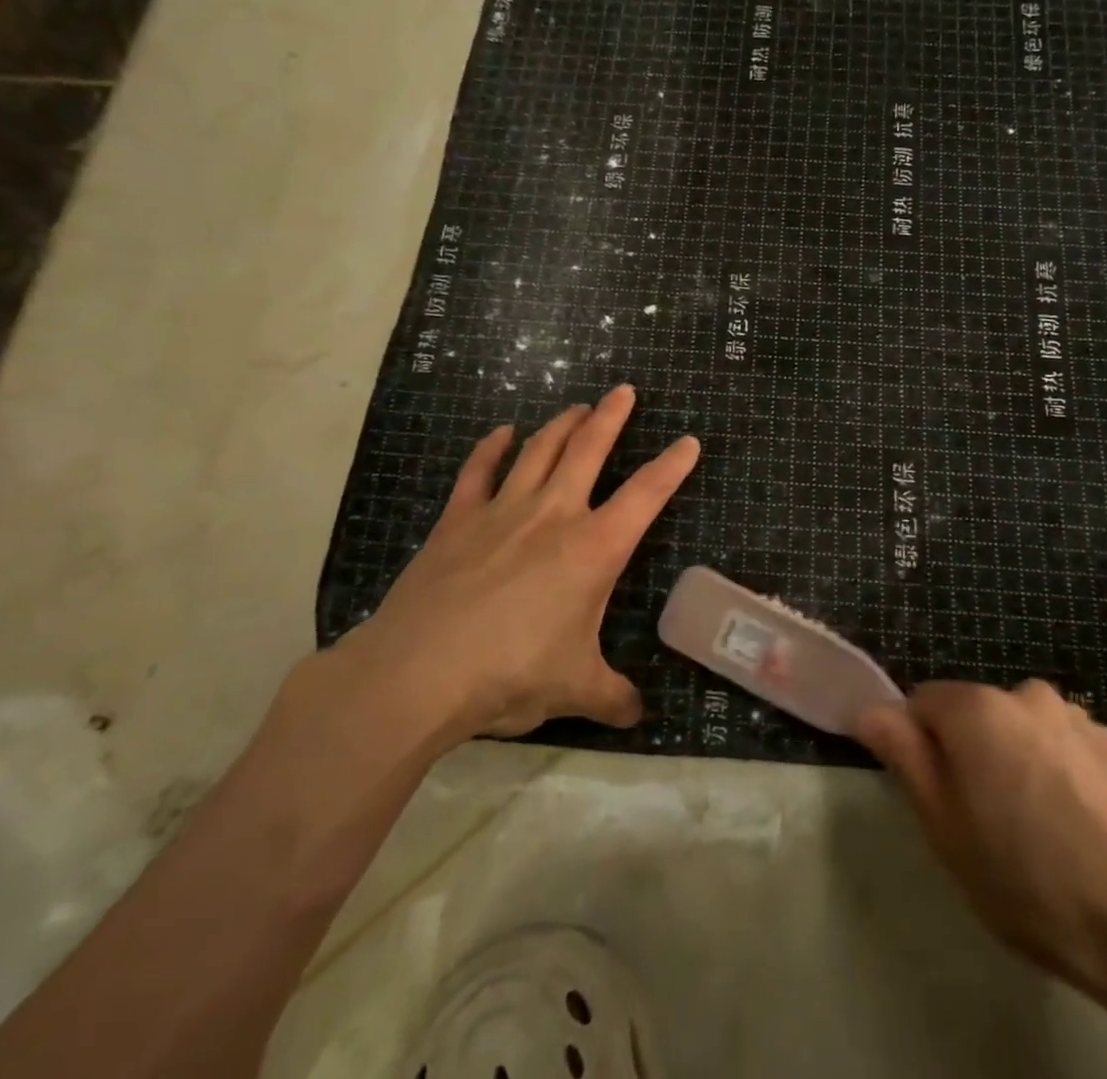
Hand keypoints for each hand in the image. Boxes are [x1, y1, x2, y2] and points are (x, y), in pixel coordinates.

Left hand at [337, 384, 698, 746]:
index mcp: (594, 549)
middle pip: (589, 449)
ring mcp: (502, 512)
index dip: (672, 466)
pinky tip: (503, 433)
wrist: (417, 674)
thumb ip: (613, 697)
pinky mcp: (457, 521)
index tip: (689, 441)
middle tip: (623, 391)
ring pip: (539, 451)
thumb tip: (639, 715)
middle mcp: (554, 515)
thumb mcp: (574, 690)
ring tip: (578, 407)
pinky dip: (492, 448)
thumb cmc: (510, 676)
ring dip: (562, 424)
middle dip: (611, 417)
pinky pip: (478, 472)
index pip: (646, 495)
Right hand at [857, 680, 1106, 1014]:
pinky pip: (1065, 748)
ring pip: (1022, 730)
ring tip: (1038, 830)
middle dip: (971, 754)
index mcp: (977, 709)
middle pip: (976, 715)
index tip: (936, 797)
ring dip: (1017, 760)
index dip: (920, 746)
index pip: (923, 702)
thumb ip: (905, 755)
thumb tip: (871, 710)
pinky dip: (1059, 773)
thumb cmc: (1026, 879)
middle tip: (984, 822)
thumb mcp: (945, 827)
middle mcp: (1026, 694)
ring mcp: (1077, 718)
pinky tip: (1077, 828)